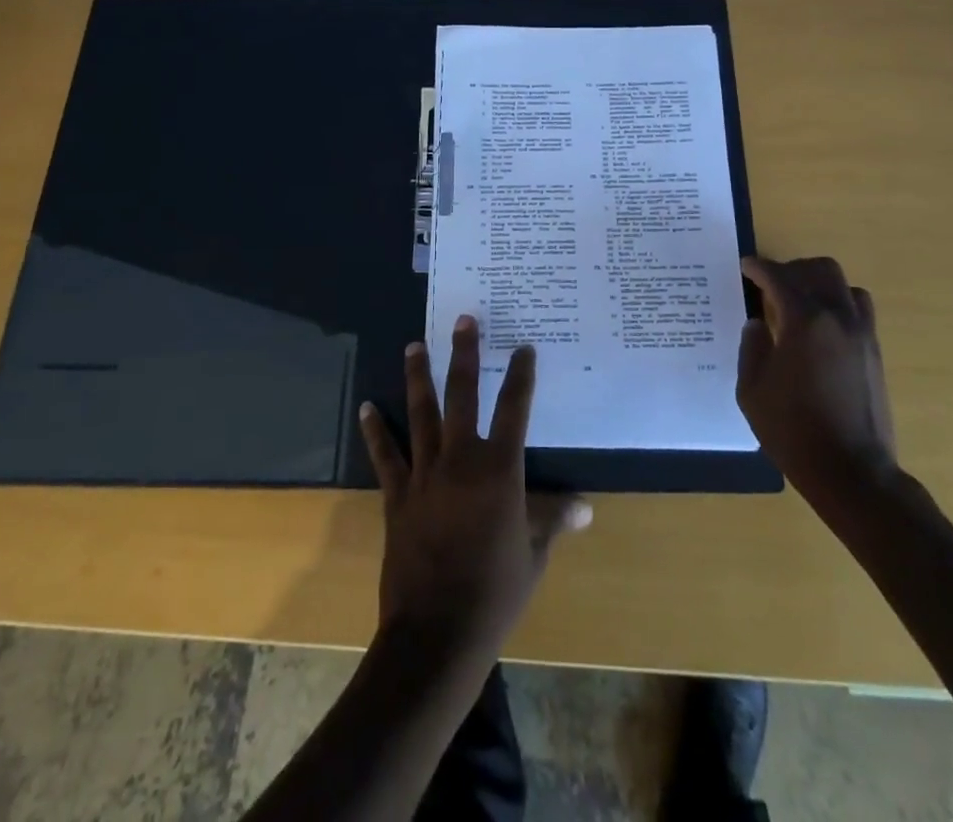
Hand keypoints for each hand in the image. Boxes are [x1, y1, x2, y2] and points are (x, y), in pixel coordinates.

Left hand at [359, 318, 591, 670]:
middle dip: (464, 354)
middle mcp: (461, 460)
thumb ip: (554, 522)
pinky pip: (386, 456)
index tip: (523, 348)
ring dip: (418, 377)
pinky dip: (376, 431)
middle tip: (463, 320)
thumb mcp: (534, 556)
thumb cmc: (495, 593)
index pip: (515, 410)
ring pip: (421, 413)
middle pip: (462, 395)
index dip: (521, 376)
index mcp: (499, 470)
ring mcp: (425, 475)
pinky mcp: (398, 496)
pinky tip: (366, 407)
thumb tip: (585, 508)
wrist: (436, 633)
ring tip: (414, 345)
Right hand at [738, 255, 899, 516]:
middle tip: (770, 284)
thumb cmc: (793, 431)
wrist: (852, 472)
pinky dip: (839, 304)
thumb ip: (752, 348)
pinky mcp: (875, 351)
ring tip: (798, 302)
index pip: (779, 277)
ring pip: (844, 285)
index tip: (745, 267)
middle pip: (819, 270)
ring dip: (819, 284)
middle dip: (792, 269)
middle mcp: (838, 317)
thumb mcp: (752, 390)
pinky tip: (820, 327)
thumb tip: (757, 324)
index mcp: (804, 321)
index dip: (759, 268)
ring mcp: (862, 333)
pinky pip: (859, 309)